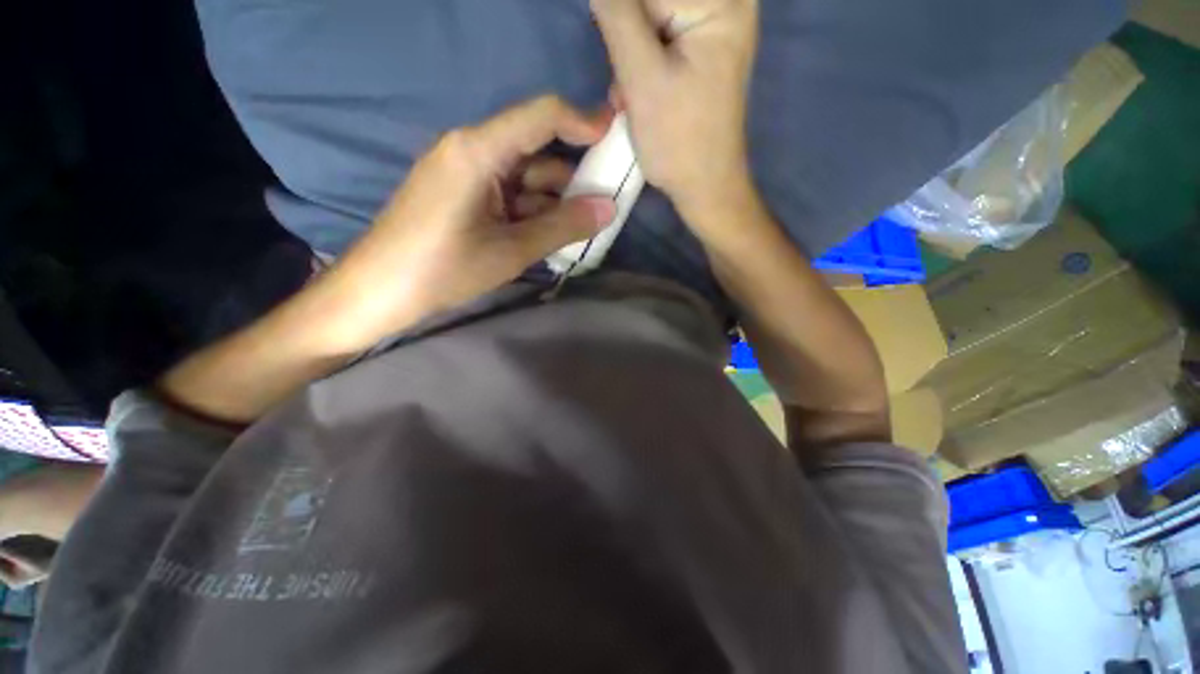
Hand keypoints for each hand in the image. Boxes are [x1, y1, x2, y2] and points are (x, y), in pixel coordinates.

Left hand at [321, 96, 617, 350]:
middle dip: (573, 175)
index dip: (582, 121)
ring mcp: (467, 175)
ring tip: (585, 225)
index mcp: (478, 150)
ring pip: (525, 178)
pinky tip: (553, 233)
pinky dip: (534, 211)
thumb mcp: (511, 250)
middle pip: (535, 150)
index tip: (615, 136)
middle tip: (606, 199)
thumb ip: (563, 226)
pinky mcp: (464, 196)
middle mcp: (472, 151)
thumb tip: (608, 208)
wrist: (379, 292)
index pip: (540, 116)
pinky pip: (510, 195)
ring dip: (555, 200)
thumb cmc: (442, 268)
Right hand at [592, 0, 758, 217]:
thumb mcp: (642, 77)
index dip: (617, 13)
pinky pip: (657, 36)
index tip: (619, 60)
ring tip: (629, 93)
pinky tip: (636, 92)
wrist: (703, 186)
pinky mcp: (700, 48)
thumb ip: (616, 15)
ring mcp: (713, 26)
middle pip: (651, 2)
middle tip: (626, 79)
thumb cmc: (678, 141)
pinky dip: (638, 61)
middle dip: (625, 34)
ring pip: (649, 18)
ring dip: (628, 51)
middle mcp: (725, 2)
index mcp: (721, 1)